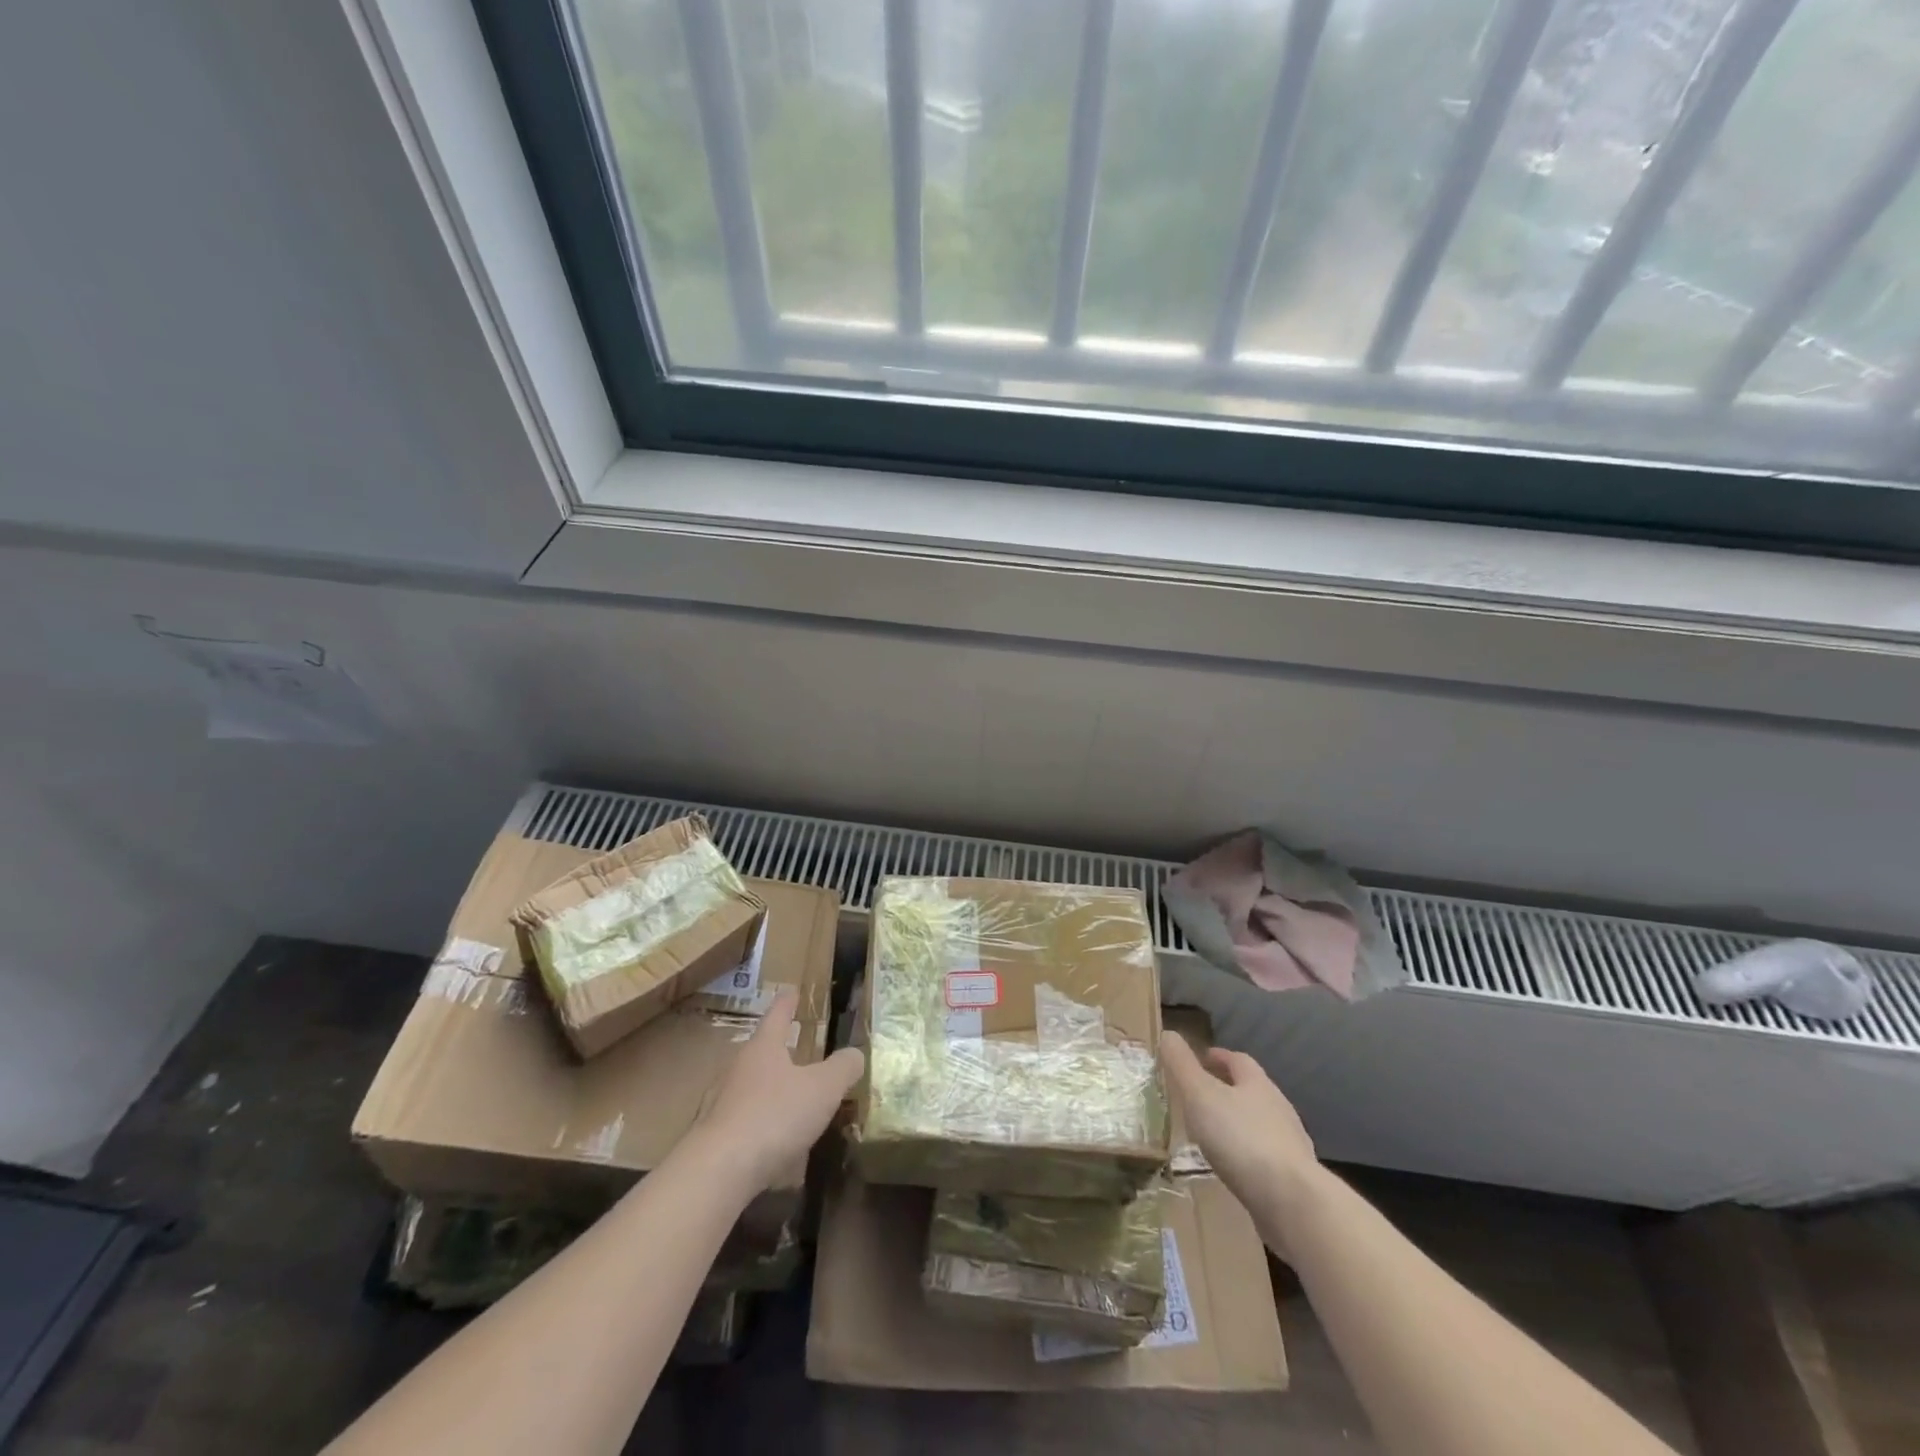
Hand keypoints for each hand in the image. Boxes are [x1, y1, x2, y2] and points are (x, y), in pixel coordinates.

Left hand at [686, 988, 864, 1193]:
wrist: (719, 1171)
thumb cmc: (775, 1115)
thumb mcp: (823, 1089)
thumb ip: (842, 1068)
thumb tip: (855, 1054)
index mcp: (764, 1048)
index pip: (777, 1016)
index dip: (787, 1002)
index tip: (790, 990)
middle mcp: (740, 1069)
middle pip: (762, 1050)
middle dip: (779, 1047)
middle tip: (796, 1043)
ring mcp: (724, 1103)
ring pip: (753, 1086)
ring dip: (772, 1088)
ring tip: (794, 1096)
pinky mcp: (718, 1137)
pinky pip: (748, 1121)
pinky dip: (765, 1124)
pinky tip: (779, 1143)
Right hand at [1161, 1031, 1321, 1226]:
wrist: (1292, 1202)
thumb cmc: (1241, 1138)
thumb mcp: (1200, 1095)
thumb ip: (1182, 1065)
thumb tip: (1168, 1033)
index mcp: (1258, 1084)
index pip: (1239, 1061)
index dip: (1219, 1057)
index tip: (1202, 1059)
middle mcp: (1279, 1109)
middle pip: (1253, 1091)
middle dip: (1229, 1090)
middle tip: (1201, 1097)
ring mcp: (1290, 1146)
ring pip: (1260, 1125)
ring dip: (1238, 1125)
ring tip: (1213, 1136)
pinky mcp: (1294, 1180)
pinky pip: (1266, 1159)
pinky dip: (1247, 1157)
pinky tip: (1234, 1170)